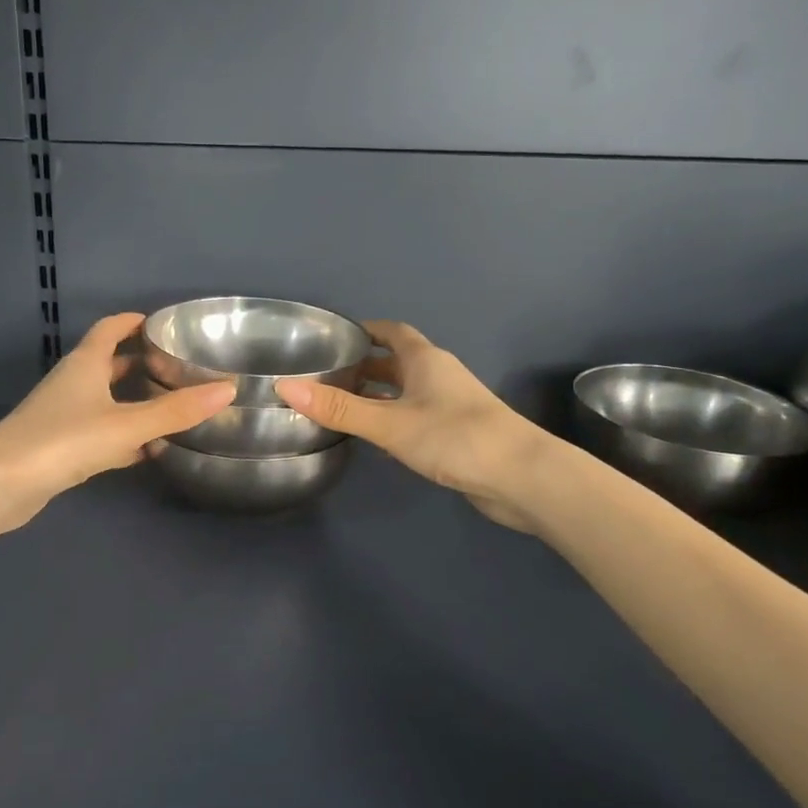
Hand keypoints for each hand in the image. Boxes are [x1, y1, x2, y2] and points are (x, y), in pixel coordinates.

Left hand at [0, 313, 234, 534]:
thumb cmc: (63, 440)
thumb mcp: (126, 424)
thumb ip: (175, 410)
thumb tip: (227, 389)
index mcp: (85, 364)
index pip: (110, 329)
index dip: (133, 322)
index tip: (162, 322)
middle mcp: (72, 383)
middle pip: (108, 364)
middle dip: (139, 362)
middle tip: (177, 365)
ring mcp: (63, 416)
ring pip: (104, 400)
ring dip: (132, 400)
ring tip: (170, 405)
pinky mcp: (59, 448)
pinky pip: (99, 432)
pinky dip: (122, 436)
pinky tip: (145, 450)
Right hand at [276, 321, 543, 528]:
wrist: (522, 477)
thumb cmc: (455, 437)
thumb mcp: (390, 423)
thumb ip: (339, 408)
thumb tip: (285, 387)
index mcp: (425, 360)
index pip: (391, 332)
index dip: (365, 330)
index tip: (333, 337)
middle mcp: (438, 376)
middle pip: (396, 362)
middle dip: (363, 366)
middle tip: (325, 376)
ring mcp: (450, 405)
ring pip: (405, 391)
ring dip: (377, 395)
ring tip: (340, 406)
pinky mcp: (456, 434)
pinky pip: (415, 417)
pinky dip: (392, 420)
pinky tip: (374, 439)